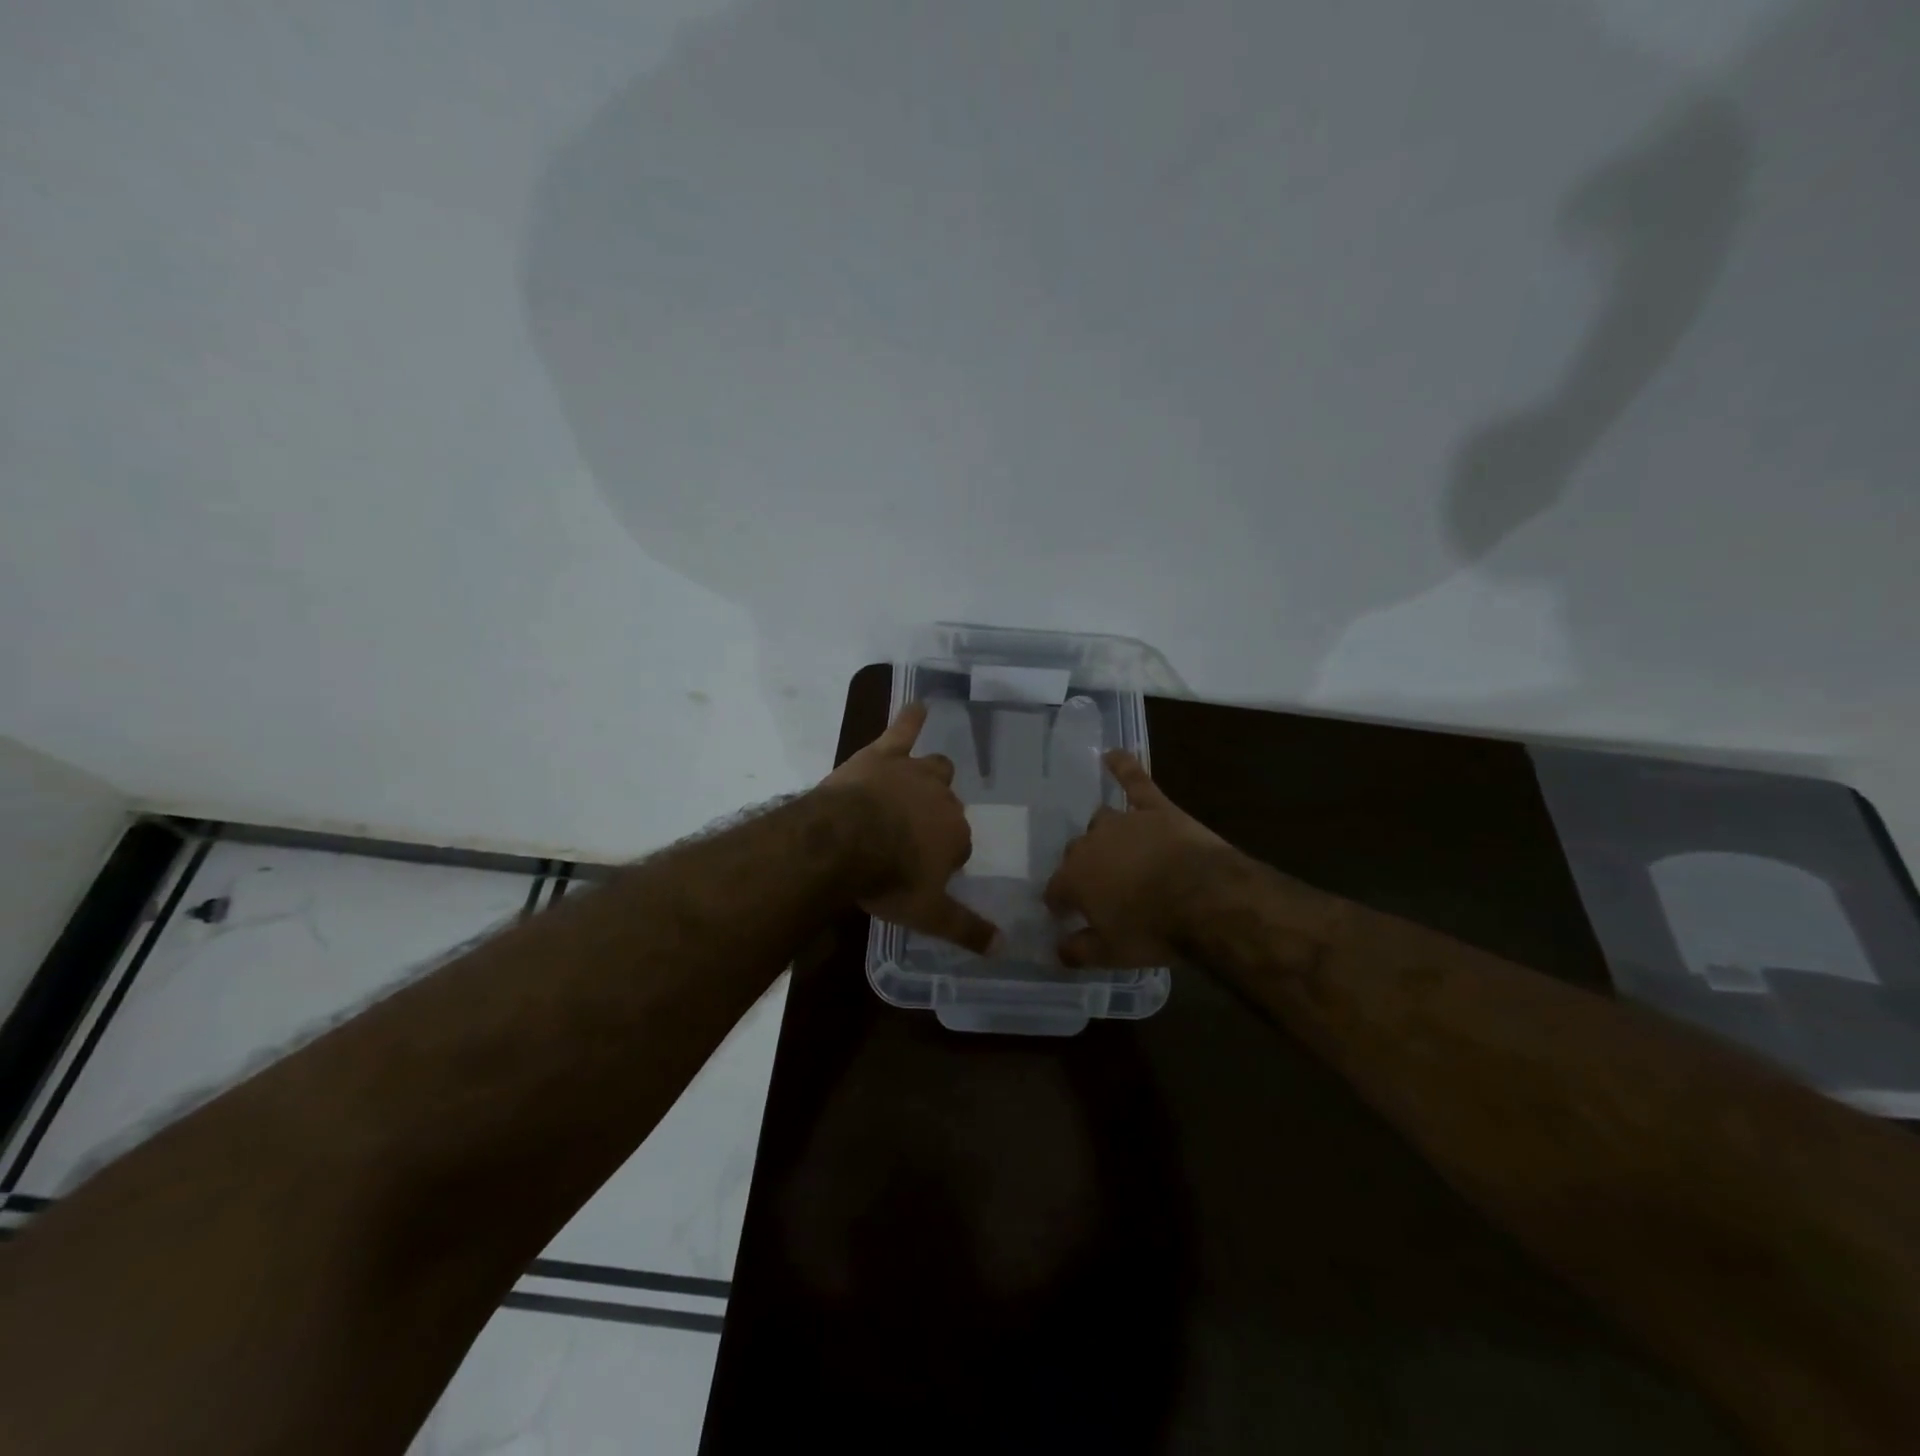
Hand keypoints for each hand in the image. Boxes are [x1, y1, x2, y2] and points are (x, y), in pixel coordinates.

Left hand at [819, 702, 1002, 954]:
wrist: (844, 843)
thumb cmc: (888, 879)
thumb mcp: (928, 915)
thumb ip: (966, 929)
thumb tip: (1004, 947)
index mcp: (956, 836)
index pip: (959, 845)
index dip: (942, 857)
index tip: (923, 870)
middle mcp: (943, 799)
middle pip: (948, 806)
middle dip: (936, 818)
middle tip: (911, 836)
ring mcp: (914, 773)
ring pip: (935, 768)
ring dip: (931, 776)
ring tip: (922, 780)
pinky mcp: (884, 755)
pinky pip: (903, 730)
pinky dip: (911, 718)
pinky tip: (917, 706)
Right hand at [1044, 751, 1235, 967]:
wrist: (1205, 898)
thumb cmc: (1154, 930)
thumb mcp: (1112, 954)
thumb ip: (1079, 951)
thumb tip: (1057, 950)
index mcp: (1074, 878)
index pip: (1055, 889)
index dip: (1060, 903)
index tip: (1065, 915)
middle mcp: (1090, 844)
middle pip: (1076, 852)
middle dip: (1082, 869)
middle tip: (1099, 888)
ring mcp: (1123, 821)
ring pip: (1101, 820)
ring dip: (1104, 834)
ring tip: (1114, 848)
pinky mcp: (1155, 808)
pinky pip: (1135, 781)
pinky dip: (1123, 766)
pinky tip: (1113, 753)